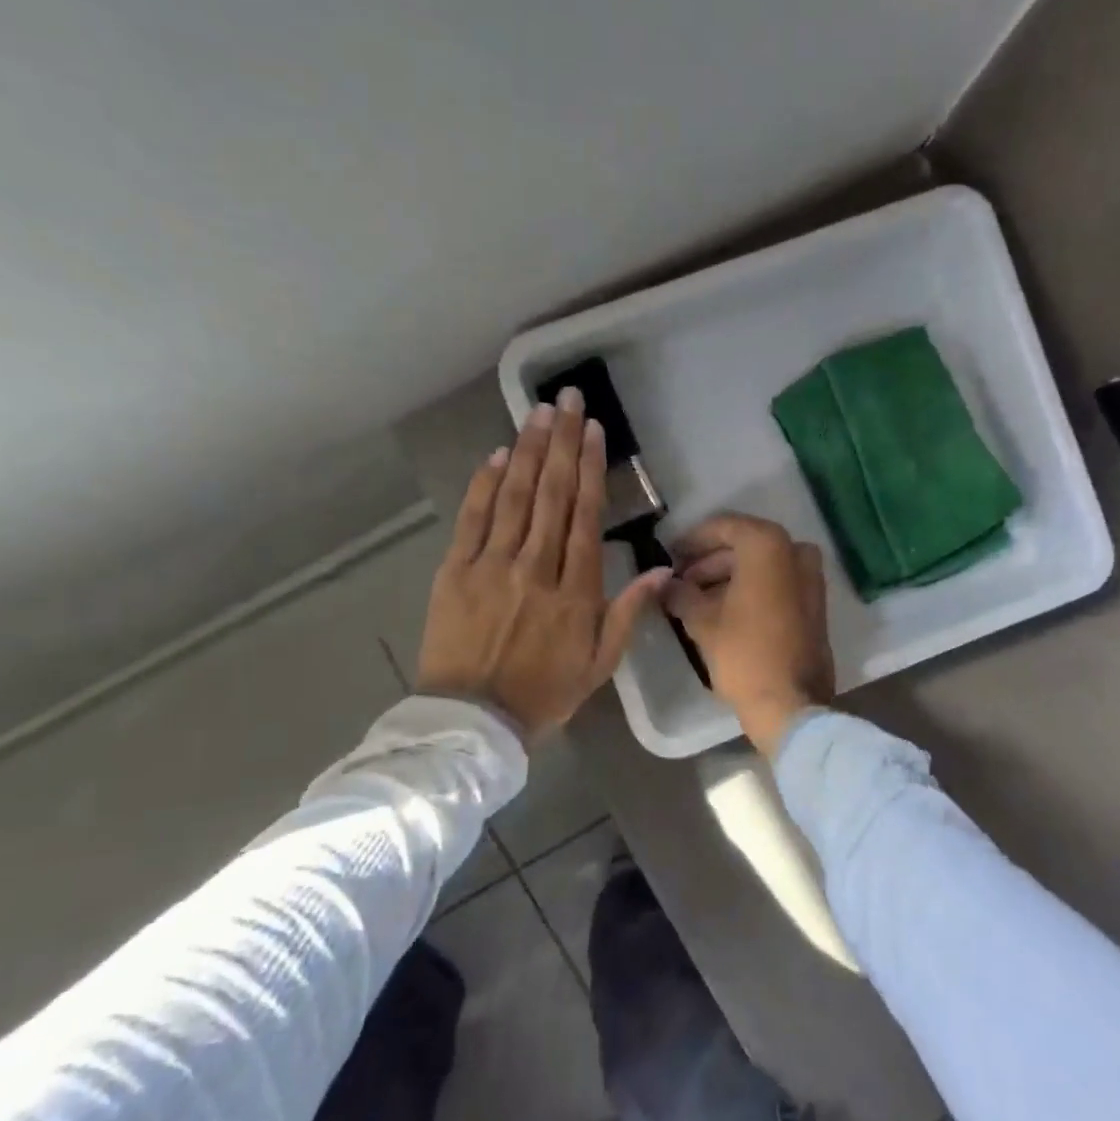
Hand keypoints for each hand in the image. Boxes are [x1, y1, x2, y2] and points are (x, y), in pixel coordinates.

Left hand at [416, 389, 667, 738]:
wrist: (473, 721)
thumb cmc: (545, 693)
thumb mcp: (600, 663)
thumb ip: (630, 612)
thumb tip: (664, 569)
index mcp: (575, 591)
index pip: (584, 515)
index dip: (589, 468)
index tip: (593, 430)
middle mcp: (535, 567)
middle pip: (550, 494)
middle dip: (561, 442)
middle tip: (567, 399)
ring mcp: (491, 565)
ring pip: (513, 497)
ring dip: (526, 450)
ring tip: (537, 413)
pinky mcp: (455, 571)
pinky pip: (472, 519)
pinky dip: (483, 484)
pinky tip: (495, 454)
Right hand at [662, 513, 834, 757]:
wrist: (791, 703)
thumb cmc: (743, 654)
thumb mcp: (702, 621)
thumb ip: (680, 593)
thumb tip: (666, 584)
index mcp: (767, 545)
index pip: (722, 527)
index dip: (692, 540)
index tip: (670, 555)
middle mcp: (794, 551)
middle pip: (743, 546)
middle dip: (709, 562)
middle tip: (679, 581)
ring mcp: (810, 577)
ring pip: (760, 566)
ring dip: (728, 576)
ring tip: (694, 599)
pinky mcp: (814, 603)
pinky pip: (777, 583)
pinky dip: (750, 588)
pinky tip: (722, 609)